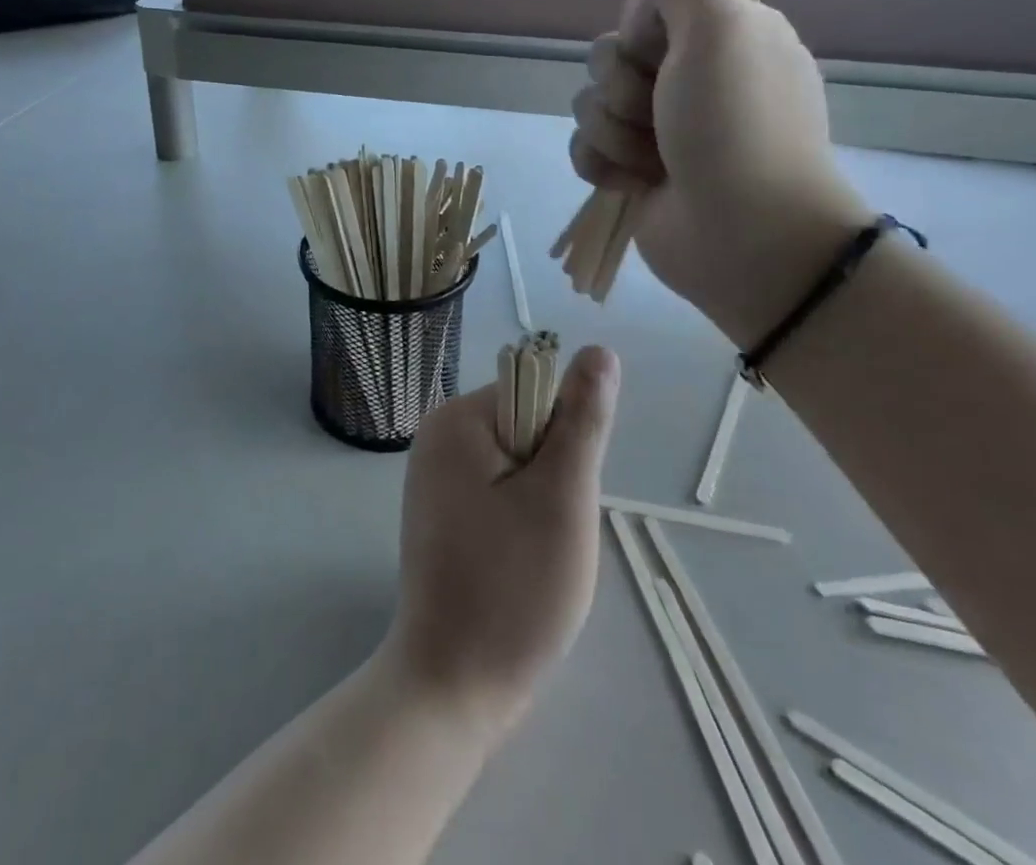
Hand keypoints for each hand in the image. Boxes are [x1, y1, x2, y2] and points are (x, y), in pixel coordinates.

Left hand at [382, 347, 619, 738]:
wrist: (452, 685)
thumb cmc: (513, 588)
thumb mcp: (562, 497)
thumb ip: (583, 420)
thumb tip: (600, 351)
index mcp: (456, 419)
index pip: (536, 395)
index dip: (564, 445)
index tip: (560, 499)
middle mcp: (438, 435)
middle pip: (526, 429)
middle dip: (553, 478)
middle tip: (546, 535)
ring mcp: (435, 476)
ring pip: (519, 467)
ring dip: (542, 505)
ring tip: (533, 555)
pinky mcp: (440, 511)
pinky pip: (499, 494)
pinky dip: (520, 523)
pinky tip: (515, 565)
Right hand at [569, 0, 872, 346]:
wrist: (746, 236)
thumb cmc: (738, 124)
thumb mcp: (715, 29)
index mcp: (717, 36)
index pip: (642, 7)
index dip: (640, 30)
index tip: (664, 49)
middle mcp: (687, 78)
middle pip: (607, 57)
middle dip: (623, 88)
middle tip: (662, 112)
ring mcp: (658, 128)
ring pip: (590, 105)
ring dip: (615, 133)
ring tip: (655, 161)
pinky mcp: (632, 171)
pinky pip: (584, 149)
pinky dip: (603, 166)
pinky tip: (633, 184)